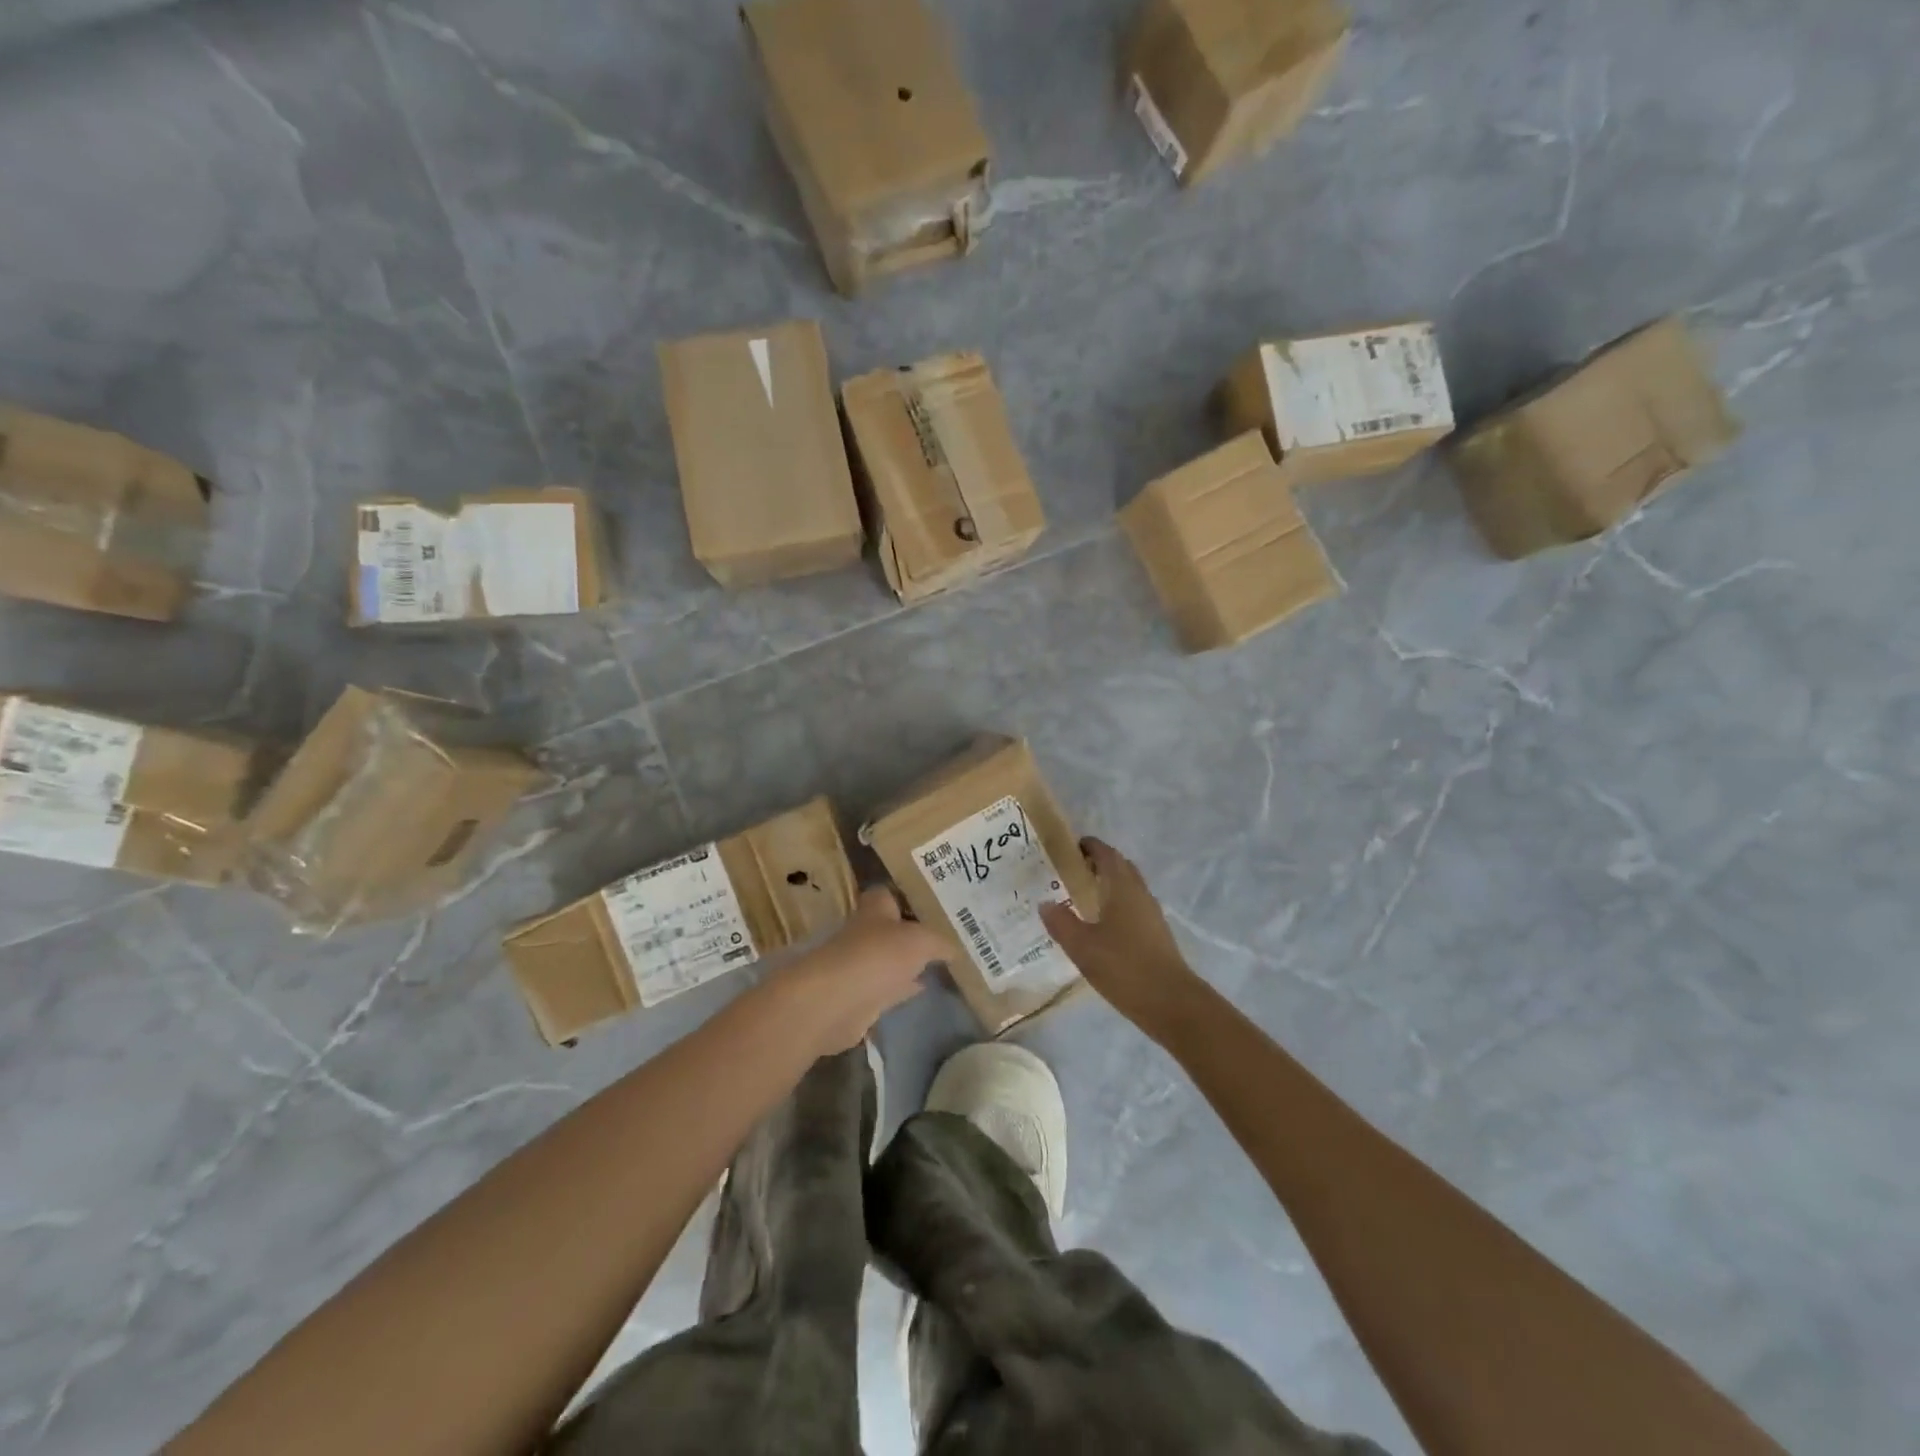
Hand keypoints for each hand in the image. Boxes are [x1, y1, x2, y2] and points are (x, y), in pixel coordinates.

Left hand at [776, 886, 945, 1055]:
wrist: (836, 1001)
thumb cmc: (878, 956)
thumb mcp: (921, 941)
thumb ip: (940, 943)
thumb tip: (955, 950)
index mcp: (875, 908)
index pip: (890, 893)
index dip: (909, 895)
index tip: (935, 902)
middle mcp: (866, 932)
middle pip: (892, 927)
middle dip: (914, 931)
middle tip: (947, 933)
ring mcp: (862, 965)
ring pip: (892, 958)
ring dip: (910, 961)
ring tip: (942, 961)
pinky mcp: (862, 996)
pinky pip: (889, 987)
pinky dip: (905, 987)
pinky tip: (925, 987)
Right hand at [1040, 838, 1202, 1032]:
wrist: (1171, 1003)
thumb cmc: (1124, 967)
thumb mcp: (1082, 947)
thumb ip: (1061, 922)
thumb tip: (1046, 902)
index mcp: (1122, 888)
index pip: (1106, 854)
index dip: (1090, 846)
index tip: (1070, 847)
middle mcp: (1139, 893)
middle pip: (1120, 867)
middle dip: (1099, 862)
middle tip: (1072, 871)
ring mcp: (1151, 914)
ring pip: (1129, 887)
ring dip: (1109, 883)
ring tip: (1083, 896)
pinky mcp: (1156, 934)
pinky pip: (1133, 906)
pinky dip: (1116, 903)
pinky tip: (1101, 925)